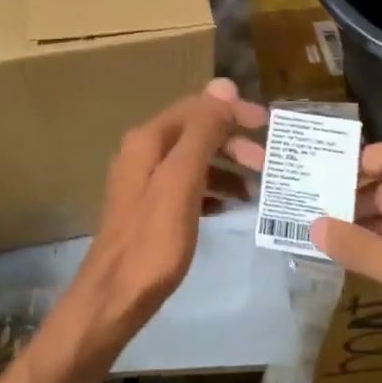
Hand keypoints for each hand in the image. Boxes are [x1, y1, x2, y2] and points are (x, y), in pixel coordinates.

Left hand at [63, 79, 255, 351]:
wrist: (114, 298)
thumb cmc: (152, 240)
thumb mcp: (182, 180)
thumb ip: (202, 132)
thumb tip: (224, 85)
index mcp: (147, 140)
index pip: (196, 108)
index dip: (232, 111)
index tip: (267, 125)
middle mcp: (143, 153)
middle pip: (195, 133)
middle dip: (232, 142)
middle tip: (266, 164)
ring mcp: (144, 182)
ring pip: (193, 161)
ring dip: (226, 167)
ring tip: (256, 188)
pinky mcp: (150, 209)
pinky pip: (188, 187)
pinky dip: (212, 189)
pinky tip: (230, 206)